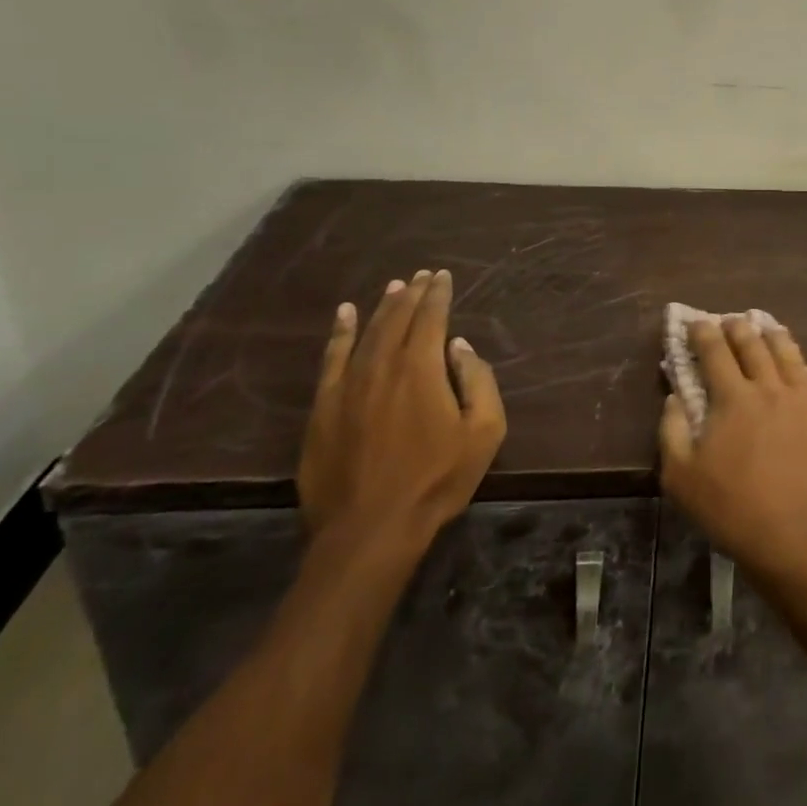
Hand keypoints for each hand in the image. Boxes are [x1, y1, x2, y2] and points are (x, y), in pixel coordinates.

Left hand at [298, 269, 505, 558]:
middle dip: (413, 293)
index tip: (443, 276)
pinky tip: (343, 315)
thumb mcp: (484, 432)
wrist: (369, 530)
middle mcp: (382, 365)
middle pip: (398, 318)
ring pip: (366, 332)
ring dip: (383, 307)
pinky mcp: (323, 408)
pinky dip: (339, 333)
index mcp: (421, 368)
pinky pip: (331, 359)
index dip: (439, 294)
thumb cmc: (436, 480)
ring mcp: (347, 386)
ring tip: (394, 287)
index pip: (431, 317)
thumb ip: (478, 381)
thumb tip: (460, 347)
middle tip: (422, 275)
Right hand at [659, 316, 806, 584]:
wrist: (799, 540)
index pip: (714, 350)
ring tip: (762, 326)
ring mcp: (802, 398)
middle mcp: (769, 386)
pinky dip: (797, 359)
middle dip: (736, 326)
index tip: (695, 321)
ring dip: (769, 334)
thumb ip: (672, 430)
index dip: (702, 332)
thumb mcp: (681, 478)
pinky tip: (794, 361)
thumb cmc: (733, 511)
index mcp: (733, 398)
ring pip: (785, 351)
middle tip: (727, 321)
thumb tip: (674, 396)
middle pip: (751, 343)